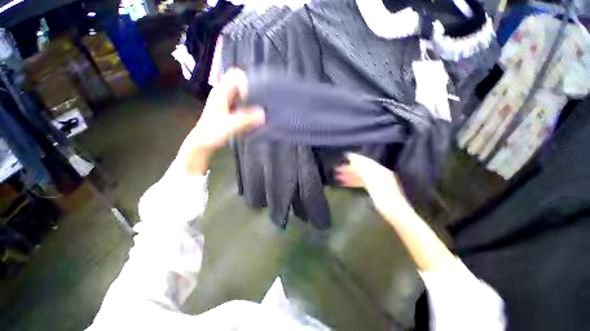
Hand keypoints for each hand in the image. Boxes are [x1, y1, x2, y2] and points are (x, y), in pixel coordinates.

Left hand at [177, 69, 264, 174]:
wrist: (203, 143)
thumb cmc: (212, 133)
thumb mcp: (230, 126)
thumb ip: (246, 119)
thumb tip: (264, 114)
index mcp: (221, 92)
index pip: (236, 75)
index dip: (247, 83)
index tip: (253, 98)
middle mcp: (223, 93)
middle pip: (240, 81)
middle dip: (252, 88)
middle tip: (262, 100)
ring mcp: (226, 100)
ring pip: (242, 92)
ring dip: (252, 97)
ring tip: (262, 107)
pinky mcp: (230, 108)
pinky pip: (242, 101)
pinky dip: (250, 105)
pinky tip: (255, 114)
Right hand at [335, 153, 410, 216]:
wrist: (394, 211)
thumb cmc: (384, 196)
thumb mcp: (373, 181)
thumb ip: (363, 170)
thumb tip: (354, 160)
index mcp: (379, 170)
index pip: (365, 161)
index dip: (355, 158)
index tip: (345, 155)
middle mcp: (377, 174)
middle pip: (361, 169)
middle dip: (349, 168)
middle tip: (337, 169)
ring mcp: (375, 182)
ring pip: (360, 176)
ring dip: (349, 176)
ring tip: (338, 177)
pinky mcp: (373, 189)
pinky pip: (361, 182)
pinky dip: (353, 182)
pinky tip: (346, 183)